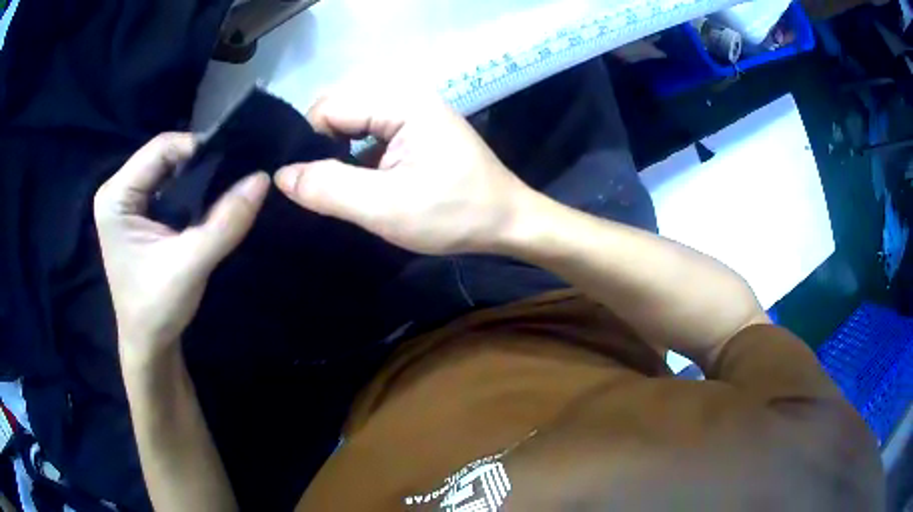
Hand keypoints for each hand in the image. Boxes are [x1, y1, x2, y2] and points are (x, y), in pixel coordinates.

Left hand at [94, 133, 269, 364]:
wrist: (148, 344)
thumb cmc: (158, 308)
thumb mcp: (192, 265)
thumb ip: (225, 223)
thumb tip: (261, 179)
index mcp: (116, 196)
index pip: (160, 148)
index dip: (198, 149)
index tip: (231, 167)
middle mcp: (116, 191)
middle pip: (163, 155)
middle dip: (198, 163)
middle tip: (230, 178)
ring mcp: (125, 202)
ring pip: (167, 168)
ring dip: (196, 176)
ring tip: (222, 189)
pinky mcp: (136, 213)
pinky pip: (167, 185)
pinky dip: (190, 190)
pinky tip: (205, 204)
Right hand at [274, 89, 538, 254]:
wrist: (509, 223)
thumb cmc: (455, 215)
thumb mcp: (387, 208)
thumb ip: (330, 189)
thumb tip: (282, 176)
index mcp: (402, 103)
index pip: (329, 106)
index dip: (310, 142)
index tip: (308, 182)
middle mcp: (406, 98)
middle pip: (339, 110)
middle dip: (322, 147)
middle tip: (324, 189)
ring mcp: (412, 114)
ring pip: (352, 124)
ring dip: (338, 155)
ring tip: (339, 190)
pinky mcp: (415, 132)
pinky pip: (370, 135)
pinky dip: (356, 158)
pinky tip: (359, 184)